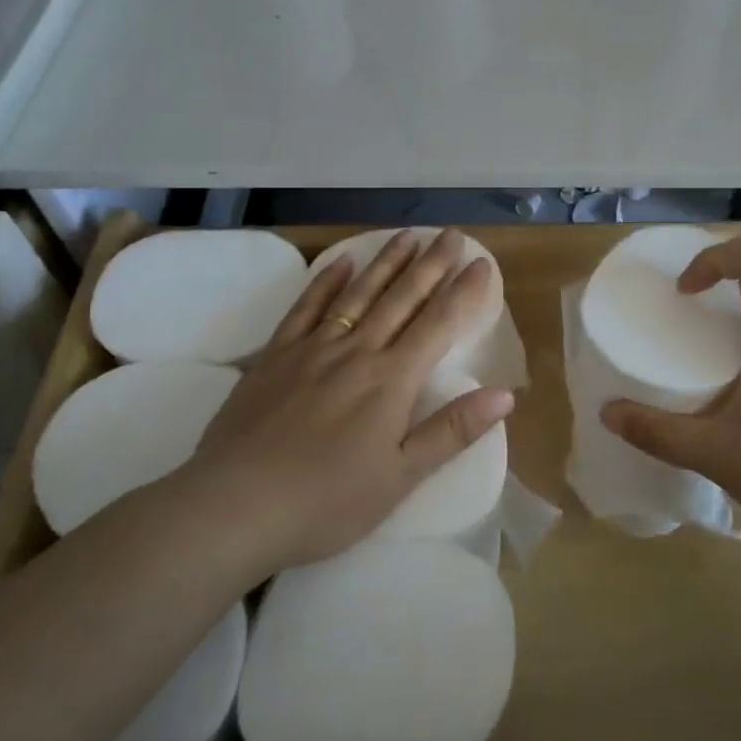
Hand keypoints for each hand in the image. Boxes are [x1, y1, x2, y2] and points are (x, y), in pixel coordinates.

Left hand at [178, 229, 512, 575]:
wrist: (234, 506)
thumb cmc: (326, 501)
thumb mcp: (400, 477)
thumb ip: (451, 431)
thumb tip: (505, 394)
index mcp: (392, 380)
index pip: (438, 324)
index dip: (464, 292)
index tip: (483, 263)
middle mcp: (357, 352)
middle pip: (401, 298)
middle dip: (431, 264)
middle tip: (451, 233)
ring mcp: (313, 349)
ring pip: (358, 294)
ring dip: (386, 262)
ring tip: (407, 235)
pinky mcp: (275, 356)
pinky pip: (306, 308)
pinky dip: (326, 283)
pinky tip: (341, 263)